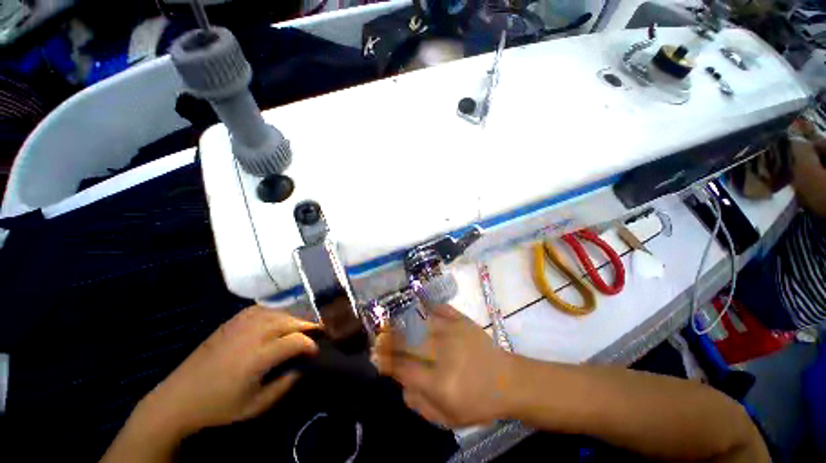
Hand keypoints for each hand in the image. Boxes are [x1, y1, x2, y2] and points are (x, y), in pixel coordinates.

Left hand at [134, 305, 318, 437]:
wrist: (178, 398)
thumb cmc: (218, 406)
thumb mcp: (256, 406)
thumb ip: (285, 385)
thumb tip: (303, 367)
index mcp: (258, 356)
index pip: (297, 341)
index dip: (312, 344)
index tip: (317, 351)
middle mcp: (253, 334)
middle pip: (291, 321)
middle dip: (309, 326)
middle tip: (318, 333)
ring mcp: (241, 324)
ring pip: (279, 312)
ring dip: (294, 319)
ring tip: (301, 327)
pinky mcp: (231, 321)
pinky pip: (262, 309)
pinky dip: (276, 312)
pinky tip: (278, 319)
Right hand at [374, 304, 516, 426]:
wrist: (508, 380)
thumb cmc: (478, 403)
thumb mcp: (448, 419)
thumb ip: (419, 404)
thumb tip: (401, 382)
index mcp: (440, 383)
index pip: (404, 369)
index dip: (387, 361)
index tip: (376, 356)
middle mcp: (444, 355)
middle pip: (409, 343)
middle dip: (390, 339)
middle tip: (379, 335)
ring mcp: (454, 333)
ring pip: (421, 323)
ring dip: (403, 322)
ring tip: (391, 320)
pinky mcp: (463, 321)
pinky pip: (441, 309)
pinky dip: (427, 305)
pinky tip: (417, 303)